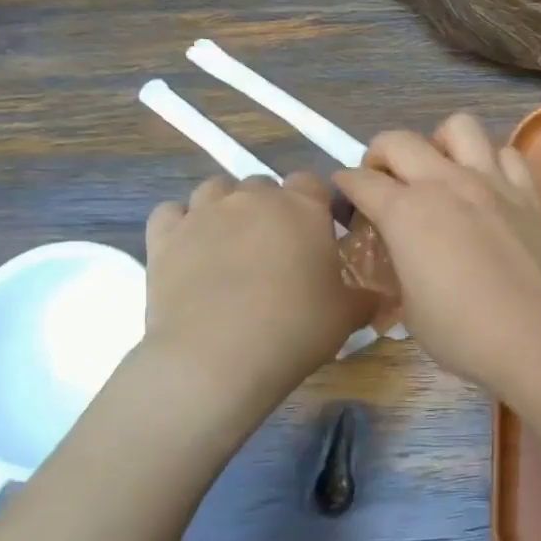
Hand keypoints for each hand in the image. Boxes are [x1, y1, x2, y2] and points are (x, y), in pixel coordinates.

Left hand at [143, 172, 369, 388]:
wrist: (217, 358)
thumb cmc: (295, 329)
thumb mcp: (347, 316)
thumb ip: (365, 297)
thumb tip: (376, 296)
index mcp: (303, 208)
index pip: (312, 182)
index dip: (315, 205)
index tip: (318, 236)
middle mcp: (253, 198)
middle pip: (263, 186)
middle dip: (271, 209)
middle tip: (276, 251)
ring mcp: (204, 213)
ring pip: (216, 189)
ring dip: (226, 208)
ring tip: (232, 246)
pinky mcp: (164, 237)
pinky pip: (171, 212)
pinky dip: (181, 224)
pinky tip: (189, 250)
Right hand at [334, 115, 540, 393]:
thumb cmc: (466, 334)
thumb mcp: (411, 312)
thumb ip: (399, 273)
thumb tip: (402, 261)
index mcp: (406, 212)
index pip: (361, 182)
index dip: (346, 186)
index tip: (346, 196)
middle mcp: (446, 183)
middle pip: (399, 140)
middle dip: (380, 154)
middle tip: (384, 181)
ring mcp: (491, 182)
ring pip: (459, 127)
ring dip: (439, 143)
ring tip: (440, 172)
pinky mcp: (527, 193)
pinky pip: (507, 153)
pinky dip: (492, 161)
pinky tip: (489, 187)